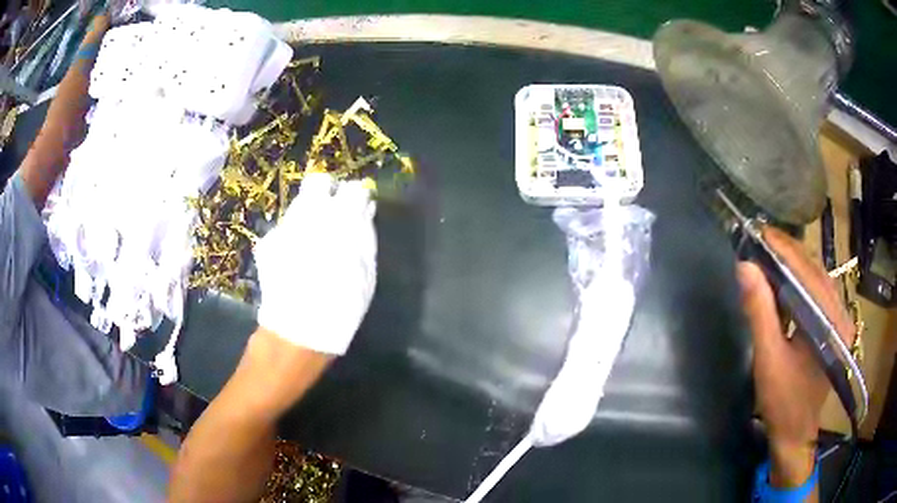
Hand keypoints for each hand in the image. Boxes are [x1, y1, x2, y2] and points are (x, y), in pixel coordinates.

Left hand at [253, 173, 376, 355]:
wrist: (299, 329)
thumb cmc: (342, 304)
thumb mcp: (366, 272)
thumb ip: (365, 235)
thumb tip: (364, 210)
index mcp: (341, 220)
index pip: (353, 188)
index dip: (357, 197)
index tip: (358, 208)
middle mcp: (311, 214)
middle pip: (318, 182)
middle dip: (327, 192)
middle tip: (333, 213)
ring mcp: (286, 225)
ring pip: (299, 204)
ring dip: (309, 215)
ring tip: (312, 242)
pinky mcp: (269, 241)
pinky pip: (285, 228)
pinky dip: (292, 236)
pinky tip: (294, 260)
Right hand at [737, 226, 854, 487]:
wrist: (796, 432)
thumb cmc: (782, 401)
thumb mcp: (768, 359)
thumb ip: (760, 312)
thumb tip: (745, 267)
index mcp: (830, 321)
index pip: (807, 272)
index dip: (782, 249)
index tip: (758, 233)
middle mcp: (840, 312)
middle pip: (814, 270)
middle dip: (787, 253)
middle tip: (759, 242)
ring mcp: (839, 318)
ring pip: (816, 278)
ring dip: (792, 265)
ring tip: (768, 256)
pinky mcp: (833, 324)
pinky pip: (817, 292)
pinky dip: (799, 281)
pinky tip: (783, 281)